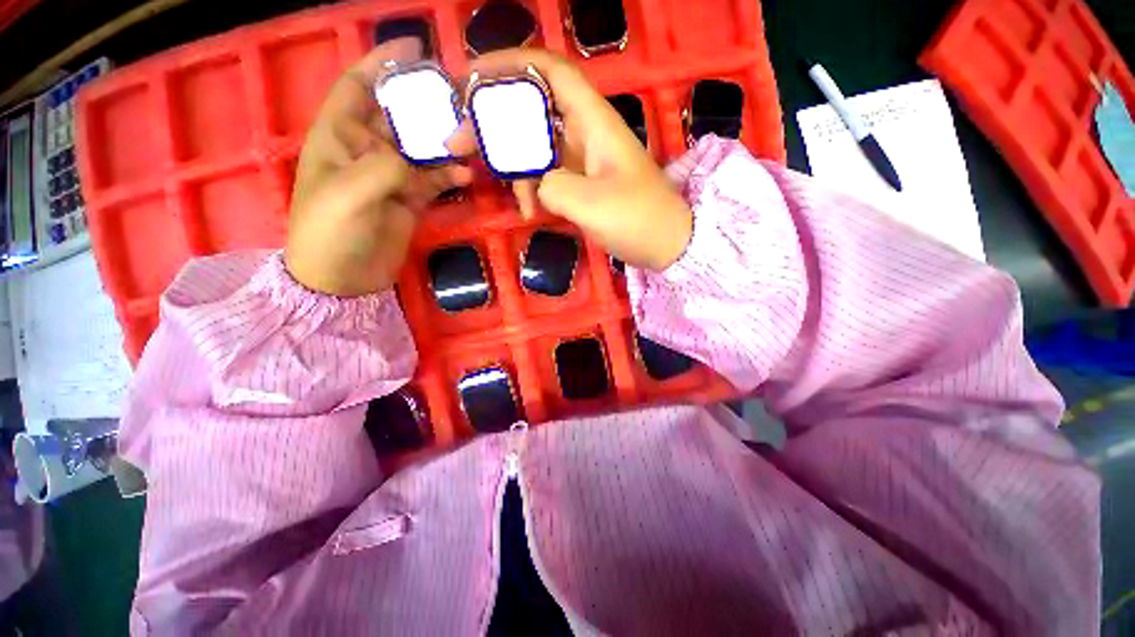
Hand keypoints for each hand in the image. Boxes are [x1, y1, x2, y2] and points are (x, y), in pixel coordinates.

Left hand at [285, 38, 472, 296]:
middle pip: (398, 115)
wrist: (343, 279)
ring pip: (421, 148)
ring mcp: (391, 176)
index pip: (359, 86)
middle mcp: (366, 149)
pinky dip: (450, 175)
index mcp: (339, 136)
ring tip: (470, 138)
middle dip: (425, 104)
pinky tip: (466, 174)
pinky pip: (434, 179)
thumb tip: (426, 159)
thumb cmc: (330, 232)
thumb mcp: (350, 194)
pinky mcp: (411, 199)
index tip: (414, 48)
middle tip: (458, 99)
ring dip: (444, 142)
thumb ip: (387, 167)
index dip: (382, 63)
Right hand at [447, 50, 692, 270]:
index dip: (511, 64)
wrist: (666, 244)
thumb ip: (553, 186)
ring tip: (514, 200)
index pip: (550, 71)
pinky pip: (546, 176)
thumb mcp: (592, 204)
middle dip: (495, 123)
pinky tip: (530, 212)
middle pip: (532, 110)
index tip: (471, 76)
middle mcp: (585, 133)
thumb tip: (533, 184)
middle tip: (458, 141)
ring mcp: (582, 160)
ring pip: (536, 148)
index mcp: (594, 122)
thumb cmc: (639, 219)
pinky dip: (533, 191)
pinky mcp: (581, 184)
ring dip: (515, 169)